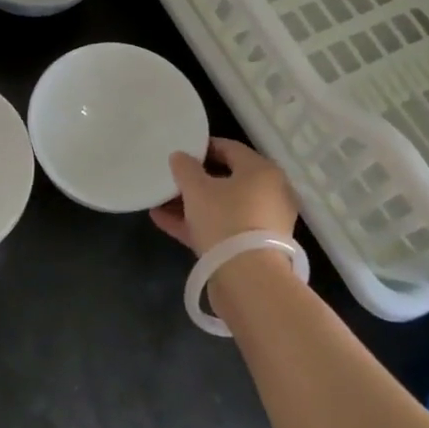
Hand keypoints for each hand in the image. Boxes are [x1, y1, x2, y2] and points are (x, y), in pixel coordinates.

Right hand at [150, 137, 298, 255]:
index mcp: (262, 171)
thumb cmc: (225, 220)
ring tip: (160, 202)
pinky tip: (163, 221)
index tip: (180, 152)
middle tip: (170, 179)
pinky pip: (221, 228)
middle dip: (194, 180)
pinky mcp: (252, 248)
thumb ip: (185, 168)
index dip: (202, 148)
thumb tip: (180, 156)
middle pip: (226, 180)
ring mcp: (262, 223)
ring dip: (191, 204)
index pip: (230, 148)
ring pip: (222, 207)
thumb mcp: (197, 189)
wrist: (248, 279)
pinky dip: (196, 224)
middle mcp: (269, 193)